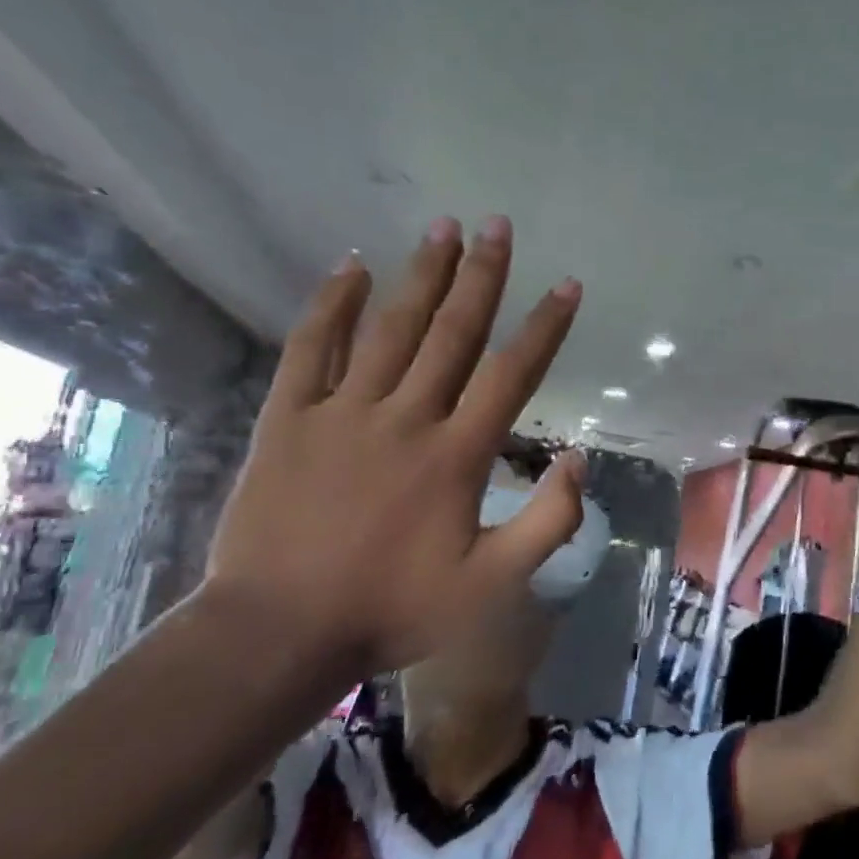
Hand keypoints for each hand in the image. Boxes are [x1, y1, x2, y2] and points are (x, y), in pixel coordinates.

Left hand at [205, 216, 586, 672]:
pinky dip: (331, 305)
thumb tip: (578, 460)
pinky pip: (311, 348)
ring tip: (443, 227)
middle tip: (497, 225)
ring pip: (391, 328)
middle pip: (452, 333)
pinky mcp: (288, 419)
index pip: (511, 374)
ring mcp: (342, 412)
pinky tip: (352, 267)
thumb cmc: (392, 610)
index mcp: (456, 455)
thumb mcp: (491, 586)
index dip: (544, 327)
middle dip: (481, 275)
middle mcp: (405, 417)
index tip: (567, 285)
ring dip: (421, 274)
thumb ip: (545, 523)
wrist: (279, 633)